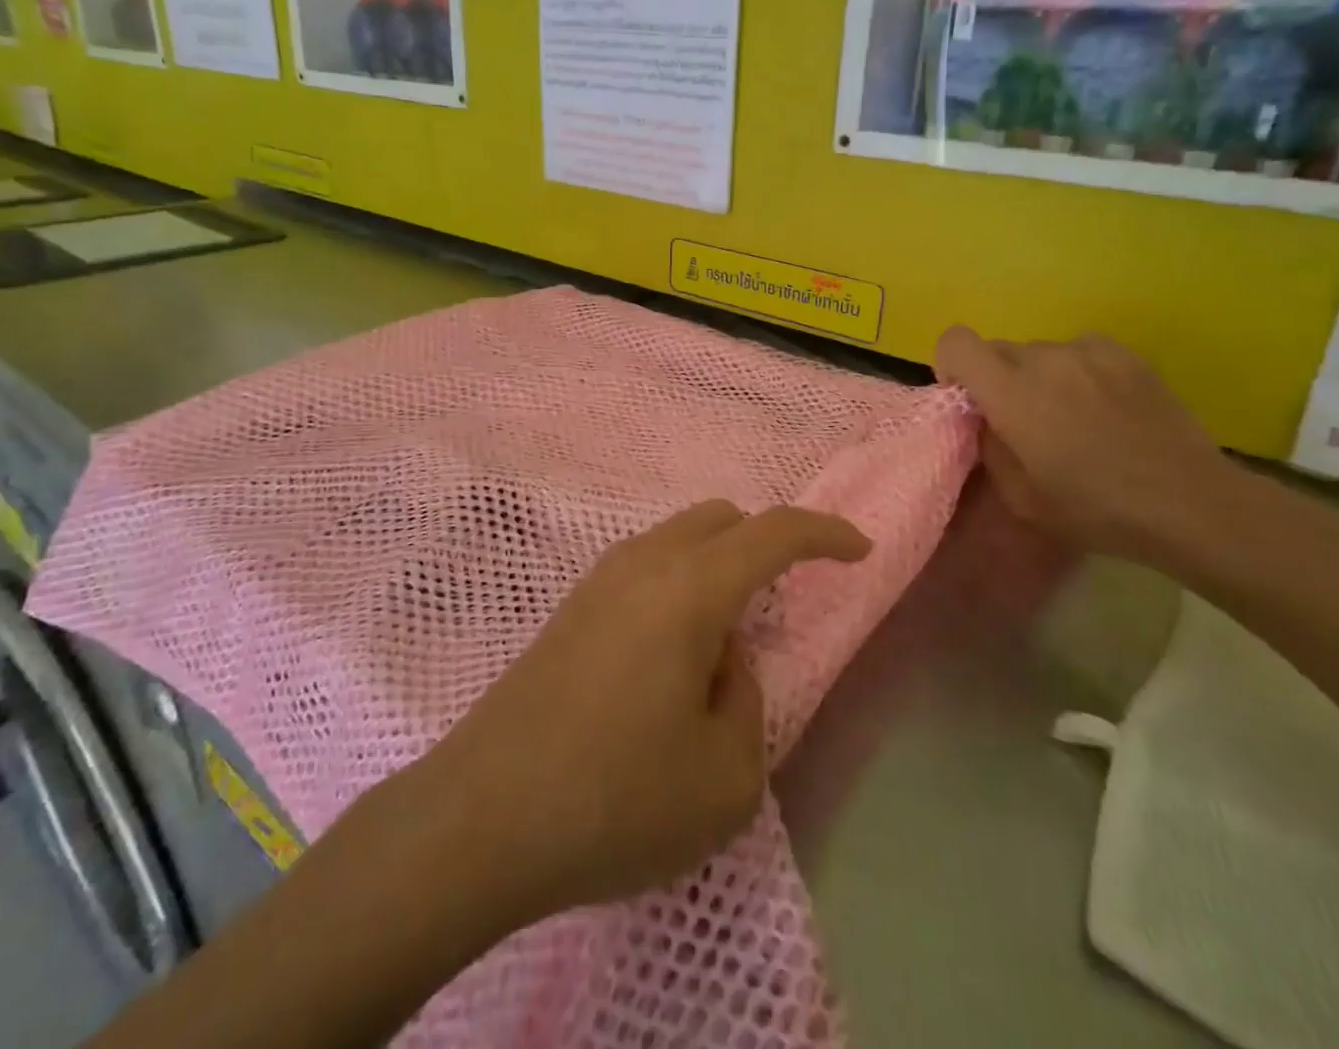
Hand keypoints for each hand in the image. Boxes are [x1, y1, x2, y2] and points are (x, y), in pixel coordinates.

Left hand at [428, 502, 870, 918]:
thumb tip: (722, 658)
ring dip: (717, 567)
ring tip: (723, 643)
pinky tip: (669, 655)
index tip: (858, 550)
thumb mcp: (725, 776)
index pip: (774, 532)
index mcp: (691, 588)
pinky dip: (678, 586)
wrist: (480, 818)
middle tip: (781, 604)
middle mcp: (644, 563)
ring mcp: (598, 580)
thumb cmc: (615, 799)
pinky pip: (645, 568)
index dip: (825, 534)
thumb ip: (746, 699)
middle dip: (765, 545)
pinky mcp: (569, 608)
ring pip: (678, 539)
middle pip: (721, 519)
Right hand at [935, 325, 1243, 574]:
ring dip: (1039, 376)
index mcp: (1011, 392)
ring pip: (1040, 352)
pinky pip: (1080, 352)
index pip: (956, 342)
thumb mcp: (1020, 497)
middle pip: (997, 349)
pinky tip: (1104, 407)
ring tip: (1072, 417)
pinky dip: (1078, 372)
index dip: (951, 366)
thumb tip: (987, 420)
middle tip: (1023, 421)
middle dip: (997, 379)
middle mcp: (1045, 358)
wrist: (1189, 503)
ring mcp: (1089, 351)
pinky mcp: (1126, 354)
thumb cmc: (1095, 509)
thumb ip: (990, 447)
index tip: (970, 401)